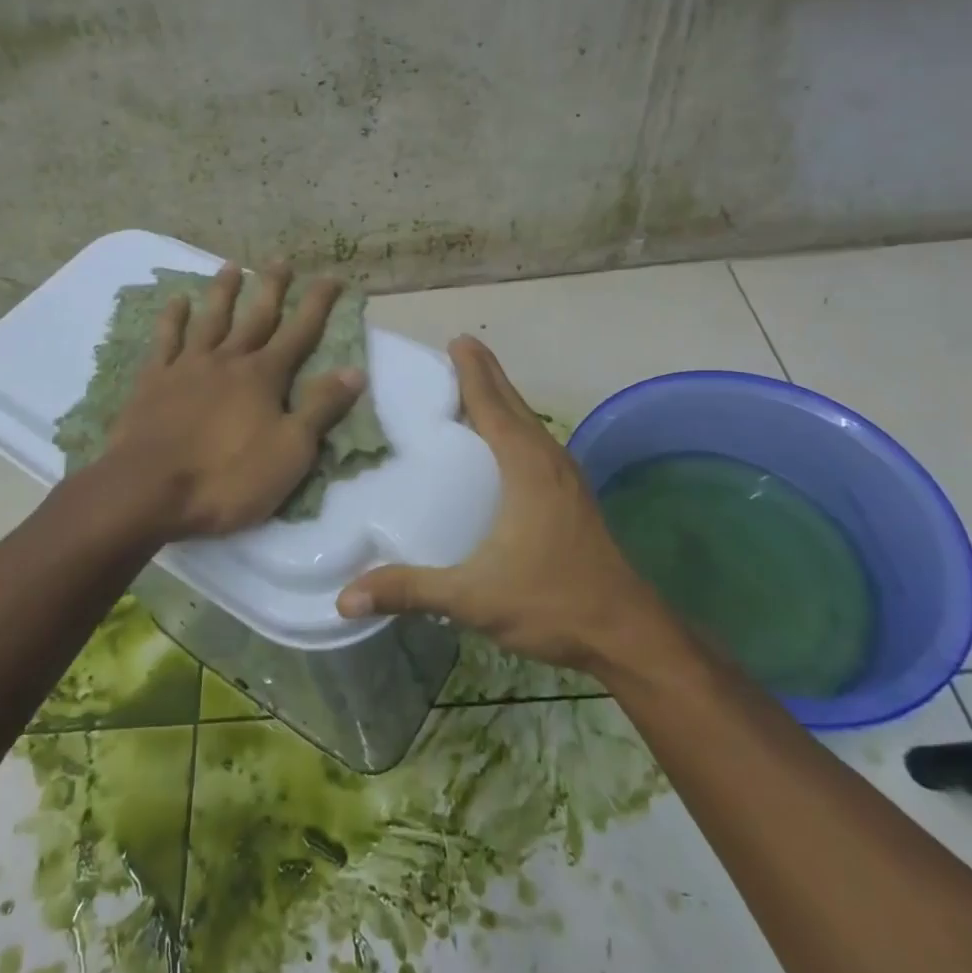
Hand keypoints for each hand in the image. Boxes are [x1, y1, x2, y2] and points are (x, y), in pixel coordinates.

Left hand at [104, 262, 364, 538]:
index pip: (300, 333)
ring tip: (231, 266)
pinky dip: (172, 318)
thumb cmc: (227, 478)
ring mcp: (187, 367)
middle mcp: (228, 360)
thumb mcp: (290, 452)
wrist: (148, 490)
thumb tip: (355, 371)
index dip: (317, 304)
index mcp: (264, 377)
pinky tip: (177, 301)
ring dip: (223, 292)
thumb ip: (321, 409)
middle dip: (272, 288)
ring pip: (210, 319)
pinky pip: (165, 340)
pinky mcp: (153, 381)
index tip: (332, 276)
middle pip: (255, 317)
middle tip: (281, 260)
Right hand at [335, 336, 653, 670]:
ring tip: (471, 387)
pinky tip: (499, 442)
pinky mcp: (571, 496)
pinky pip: (536, 443)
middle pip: (513, 404)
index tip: (455, 340)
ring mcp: (566, 477)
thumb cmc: (551, 601)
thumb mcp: (474, 597)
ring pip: (528, 422)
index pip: (492, 405)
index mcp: (525, 467)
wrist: (626, 633)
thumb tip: (345, 596)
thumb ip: (410, 590)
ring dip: (502, 399)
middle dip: (486, 374)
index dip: (472, 371)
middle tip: (457, 351)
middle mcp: (548, 460)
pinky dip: (514, 425)